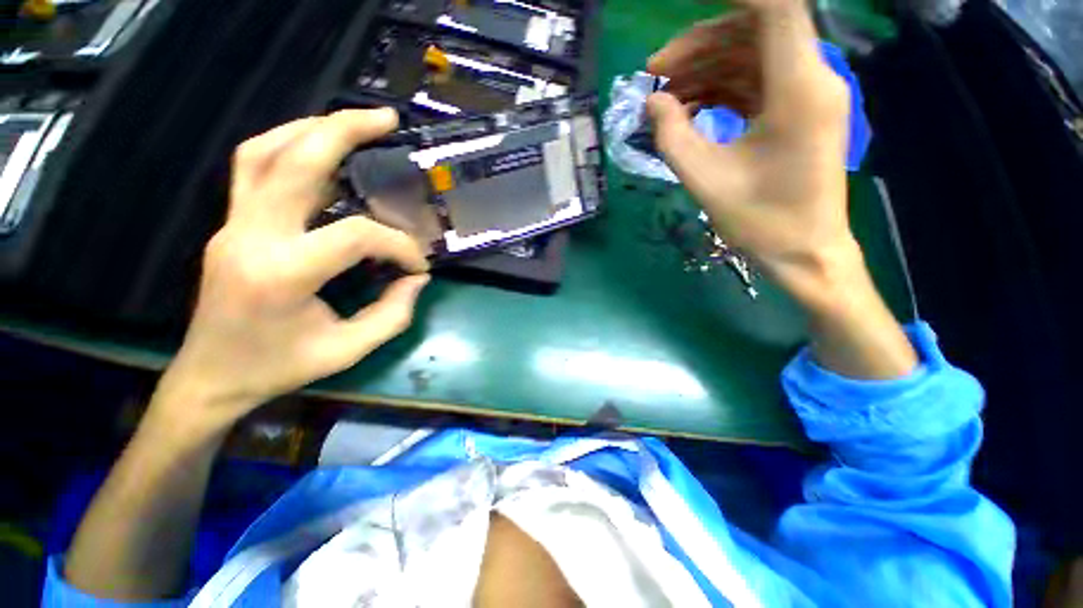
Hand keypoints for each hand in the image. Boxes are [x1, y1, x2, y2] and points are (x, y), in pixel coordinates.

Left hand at [159, 108, 429, 431]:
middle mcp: (251, 236)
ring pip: (264, 152)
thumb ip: (393, 314)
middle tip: (385, 119)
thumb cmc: (279, 368)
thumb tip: (417, 279)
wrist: (211, 377)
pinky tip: (316, 148)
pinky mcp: (230, 225)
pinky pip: (253, 168)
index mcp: (283, 273)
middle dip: (344, 131)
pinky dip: (287, 146)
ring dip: (311, 129)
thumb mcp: (349, 350)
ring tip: (352, 123)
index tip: (418, 266)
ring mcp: (232, 225)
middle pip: (295, 161)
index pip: (355, 235)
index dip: (399, 246)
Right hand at [649, 1, 917, 378]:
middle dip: (699, 44)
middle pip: (753, 29)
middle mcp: (811, 76)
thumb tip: (652, 101)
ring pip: (751, 56)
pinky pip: (755, 82)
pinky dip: (720, 89)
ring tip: (664, 98)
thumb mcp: (705, 179)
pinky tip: (690, 109)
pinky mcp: (797, 111)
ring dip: (706, 69)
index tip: (687, 6)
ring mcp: (807, 93)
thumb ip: (672, 135)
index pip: (775, 6)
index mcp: (798, 87)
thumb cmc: (759, 220)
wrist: (803, 250)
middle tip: (654, 74)